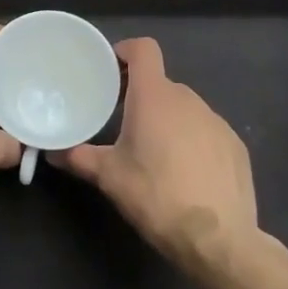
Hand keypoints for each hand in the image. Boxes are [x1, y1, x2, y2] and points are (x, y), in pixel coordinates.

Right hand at [55, 37, 259, 270]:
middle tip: (122, 120)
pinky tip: (186, 173)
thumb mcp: (109, 177)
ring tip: (154, 152)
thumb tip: (52, 152)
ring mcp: (216, 121)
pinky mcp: (235, 146)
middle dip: (141, 96)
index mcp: (154, 96)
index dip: (126, 51)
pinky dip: (193, 141)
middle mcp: (188, 99)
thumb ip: (78, 157)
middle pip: (160, 83)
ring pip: (185, 108)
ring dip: (167, 120)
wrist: (218, 240)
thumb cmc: (156, 196)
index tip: (110, 69)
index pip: (144, 49)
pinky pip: (207, 131)